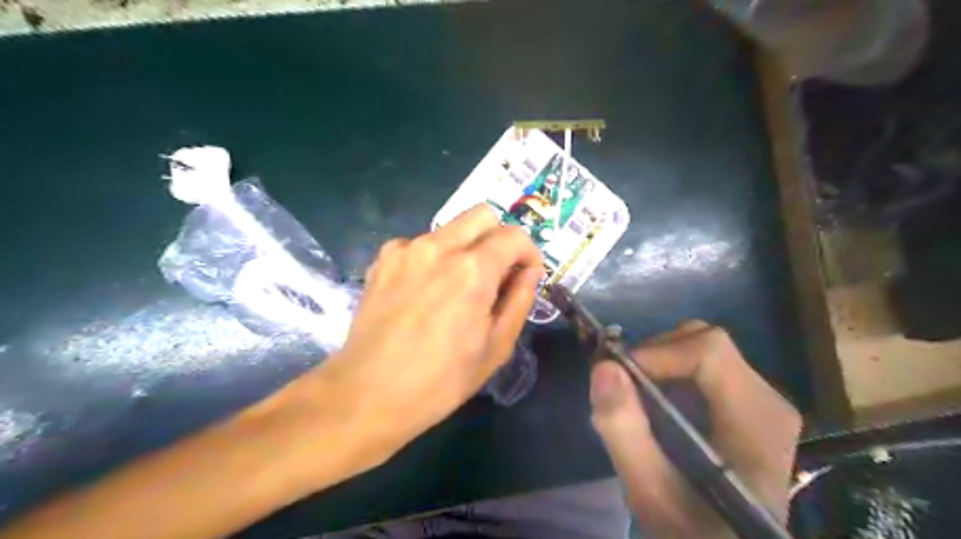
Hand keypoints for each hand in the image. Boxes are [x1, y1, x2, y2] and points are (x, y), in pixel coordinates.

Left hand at [315, 203, 542, 463]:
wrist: (368, 393)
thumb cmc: (441, 380)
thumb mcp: (496, 347)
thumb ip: (520, 300)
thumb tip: (529, 271)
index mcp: (472, 269)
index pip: (514, 236)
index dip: (529, 252)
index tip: (526, 274)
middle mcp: (439, 246)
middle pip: (482, 215)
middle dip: (499, 238)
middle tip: (497, 273)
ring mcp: (406, 248)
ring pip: (451, 228)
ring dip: (466, 248)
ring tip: (457, 287)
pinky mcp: (383, 258)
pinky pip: (421, 243)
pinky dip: (435, 258)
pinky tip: (426, 291)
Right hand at [590, 322, 801, 537]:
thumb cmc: (693, 527)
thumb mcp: (649, 491)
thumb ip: (624, 431)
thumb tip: (604, 366)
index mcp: (756, 419)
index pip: (709, 351)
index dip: (658, 352)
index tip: (619, 374)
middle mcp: (767, 399)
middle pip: (706, 342)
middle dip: (655, 354)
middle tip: (624, 385)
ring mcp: (760, 399)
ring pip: (702, 349)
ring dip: (660, 363)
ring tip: (636, 396)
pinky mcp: (747, 404)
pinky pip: (704, 366)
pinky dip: (670, 372)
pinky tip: (656, 403)